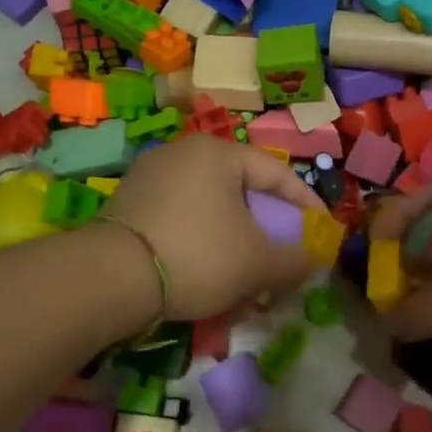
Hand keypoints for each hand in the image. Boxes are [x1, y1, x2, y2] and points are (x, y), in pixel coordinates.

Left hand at [106, 136, 320, 318]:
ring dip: (234, 240)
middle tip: (282, 256)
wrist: (110, 278)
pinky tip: (207, 276)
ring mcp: (149, 177)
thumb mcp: (257, 263)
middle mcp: (181, 154)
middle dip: (266, 228)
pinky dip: (201, 243)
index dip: (305, 203)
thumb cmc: (198, 255)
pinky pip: (180, 219)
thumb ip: (294, 261)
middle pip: (240, 190)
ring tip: (246, 274)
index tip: (321, 230)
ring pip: (210, 208)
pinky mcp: (127, 205)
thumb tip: (312, 261)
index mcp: (217, 153)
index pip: (276, 173)